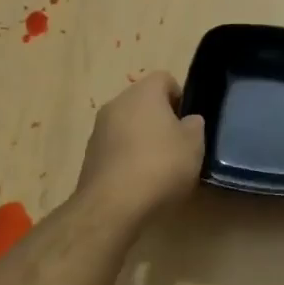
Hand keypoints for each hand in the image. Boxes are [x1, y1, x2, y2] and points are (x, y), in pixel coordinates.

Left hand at [76, 72, 205, 220]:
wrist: (112, 206)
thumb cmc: (160, 165)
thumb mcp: (194, 144)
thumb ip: (194, 125)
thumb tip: (187, 122)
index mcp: (143, 93)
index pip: (164, 78)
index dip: (180, 96)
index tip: (188, 122)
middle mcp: (117, 104)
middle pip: (144, 102)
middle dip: (161, 118)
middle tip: (177, 144)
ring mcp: (99, 130)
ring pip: (128, 125)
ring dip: (142, 138)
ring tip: (159, 167)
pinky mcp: (89, 156)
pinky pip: (116, 147)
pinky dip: (128, 157)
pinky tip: (140, 181)